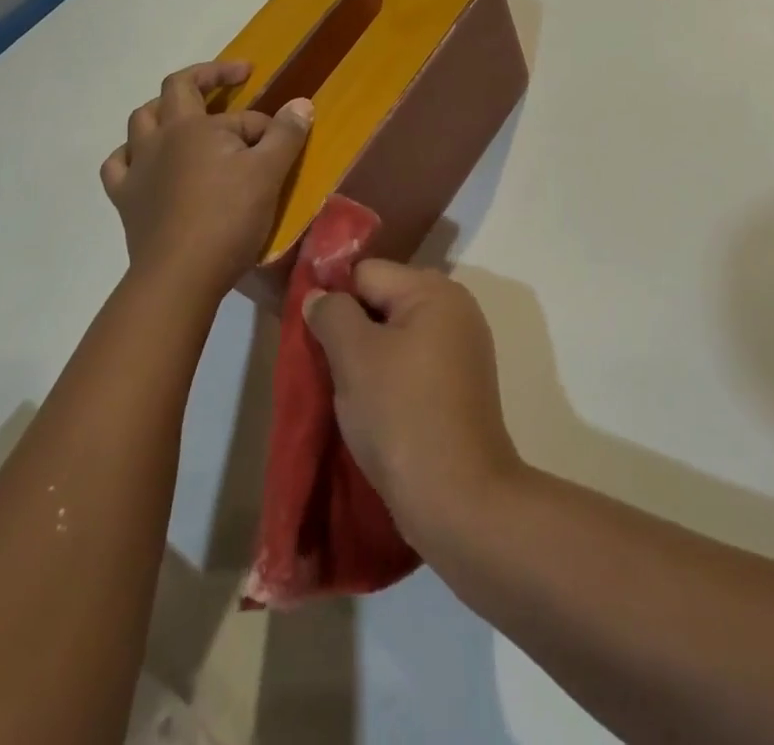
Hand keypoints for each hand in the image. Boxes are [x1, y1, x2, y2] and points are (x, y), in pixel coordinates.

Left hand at [101, 61, 312, 300]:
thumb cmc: (228, 219)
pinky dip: (131, 155)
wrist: (180, 276)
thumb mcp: (269, 173)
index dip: (265, 125)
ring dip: (163, 110)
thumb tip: (301, 103)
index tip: (283, 141)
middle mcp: (161, 137)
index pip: (239, 115)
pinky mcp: (125, 199)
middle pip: (175, 89)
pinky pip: (118, 165)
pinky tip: (144, 161)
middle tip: (231, 80)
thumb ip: (286, 134)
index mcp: (195, 126)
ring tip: (184, 117)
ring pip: (140, 121)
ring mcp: (138, 167)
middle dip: (205, 78)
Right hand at [305, 261, 522, 547]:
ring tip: (345, 392)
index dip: (334, 299)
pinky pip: (412, 364)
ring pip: (395, 336)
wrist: (459, 499)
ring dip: (367, 357)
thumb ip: (331, 314)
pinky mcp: (461, 386)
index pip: (366, 273)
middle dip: (350, 329)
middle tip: (326, 367)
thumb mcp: (354, 356)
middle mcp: (455, 309)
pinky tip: (373, 409)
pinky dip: (389, 378)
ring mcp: (462, 349)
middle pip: (383, 300)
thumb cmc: (401, 414)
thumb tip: (320, 296)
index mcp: (434, 291)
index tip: (311, 338)